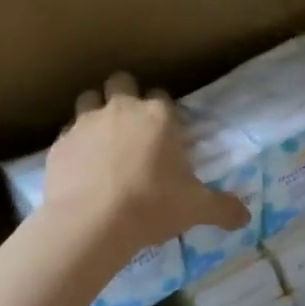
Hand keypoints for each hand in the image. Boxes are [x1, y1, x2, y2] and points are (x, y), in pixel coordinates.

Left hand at [43, 73, 248, 253]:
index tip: (168, 135)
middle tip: (133, 128)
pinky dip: (76, 144)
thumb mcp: (196, 209)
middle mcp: (122, 109)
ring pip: (89, 99)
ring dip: (97, 112)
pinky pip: (68, 133)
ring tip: (105, 141)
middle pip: (121, 82)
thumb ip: (223, 208)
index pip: (163, 97)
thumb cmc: (152, 206)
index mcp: (159, 117)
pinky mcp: (59, 144)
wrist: (92, 223)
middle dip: (126, 96)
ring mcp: (85, 123)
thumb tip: (245, 217)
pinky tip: (83, 167)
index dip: (166, 114)